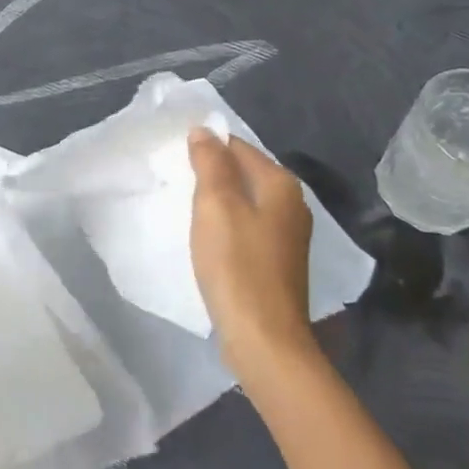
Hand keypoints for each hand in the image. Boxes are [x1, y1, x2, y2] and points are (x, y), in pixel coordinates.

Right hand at [188, 129, 314, 374]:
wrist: (263, 337)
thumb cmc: (237, 265)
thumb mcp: (216, 206)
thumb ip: (210, 164)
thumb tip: (204, 131)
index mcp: (281, 185)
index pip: (239, 147)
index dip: (207, 146)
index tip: (175, 156)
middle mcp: (292, 205)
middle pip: (245, 173)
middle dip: (213, 172)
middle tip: (175, 178)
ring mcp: (288, 236)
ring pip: (246, 201)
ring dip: (218, 200)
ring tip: (185, 205)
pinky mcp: (277, 262)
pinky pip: (247, 227)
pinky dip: (227, 225)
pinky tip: (207, 237)